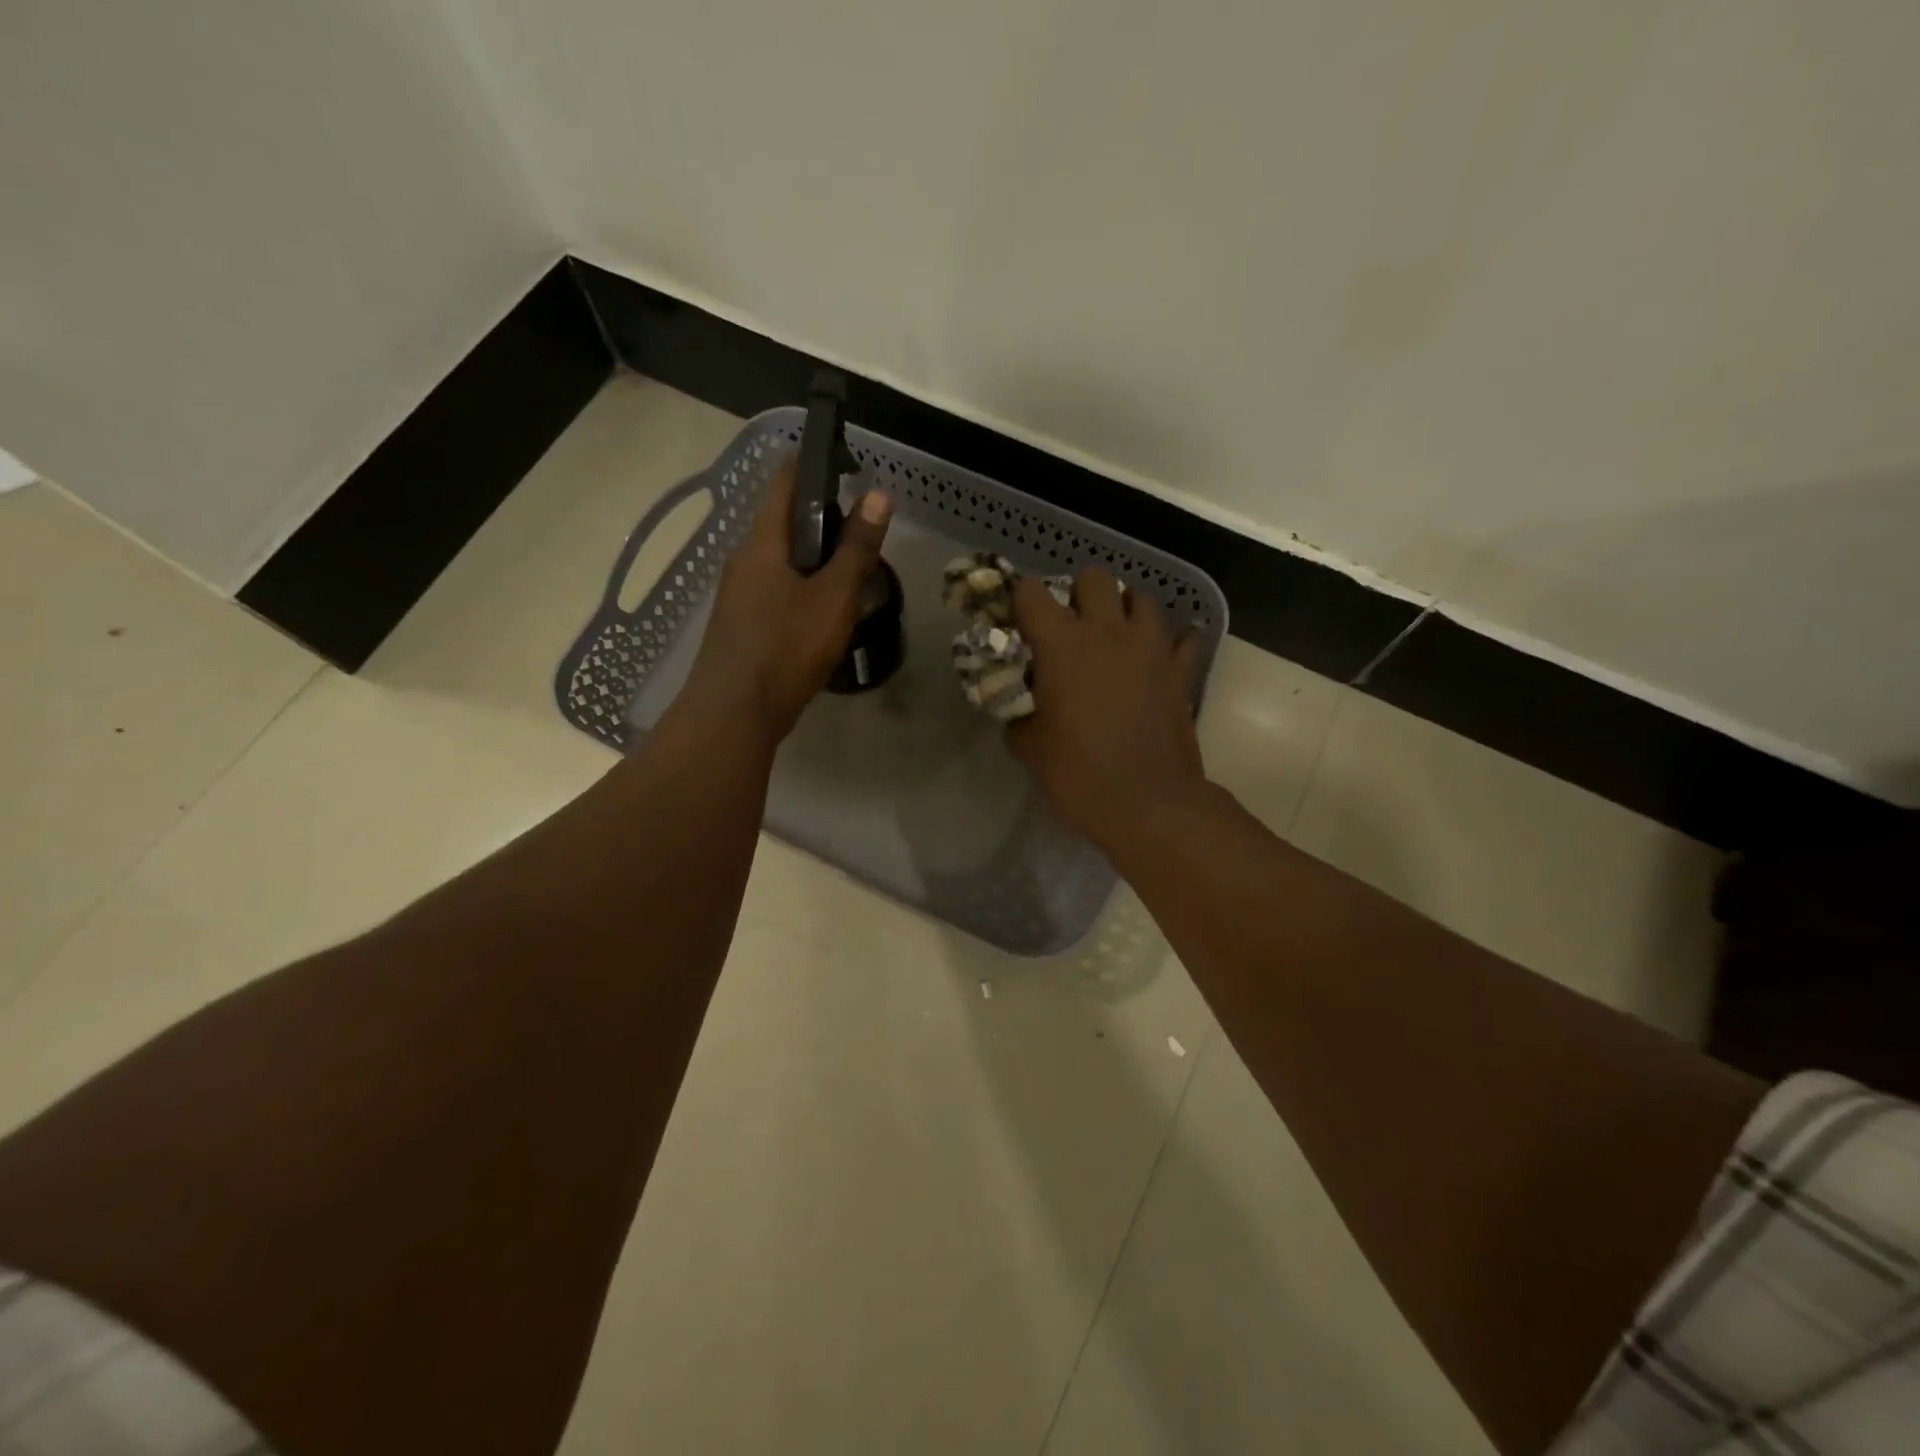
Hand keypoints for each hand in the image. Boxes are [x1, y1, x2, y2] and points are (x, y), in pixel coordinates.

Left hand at [677, 459, 892, 743]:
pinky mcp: (742, 623)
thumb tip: (879, 494)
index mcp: (762, 541)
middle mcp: (744, 558)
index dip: (815, 463)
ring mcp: (739, 593)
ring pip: (782, 559)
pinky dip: (803, 586)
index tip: (849, 462)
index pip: (786, 481)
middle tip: (865, 528)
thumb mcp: (833, 597)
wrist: (733, 714)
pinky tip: (826, 609)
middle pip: (785, 521)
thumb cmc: (785, 648)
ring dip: (815, 556)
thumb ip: (857, 548)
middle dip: (824, 517)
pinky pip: (776, 589)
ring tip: (853, 569)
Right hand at [1007, 565, 1207, 851]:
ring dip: (1125, 610)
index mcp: (1062, 644)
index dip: (1020, 599)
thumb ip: (1019, 718)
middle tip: (1072, 627)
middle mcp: (1108, 631)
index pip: (1031, 592)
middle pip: (1094, 577)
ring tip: (1116, 637)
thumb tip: (1020, 714)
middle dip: (1079, 594)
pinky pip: (1183, 636)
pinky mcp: (1182, 670)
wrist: (1147, 804)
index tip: (1018, 620)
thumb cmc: (1078, 774)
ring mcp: (1152, 647)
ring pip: (1142, 597)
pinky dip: (1171, 641)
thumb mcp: (1031, 748)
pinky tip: (1159, 658)